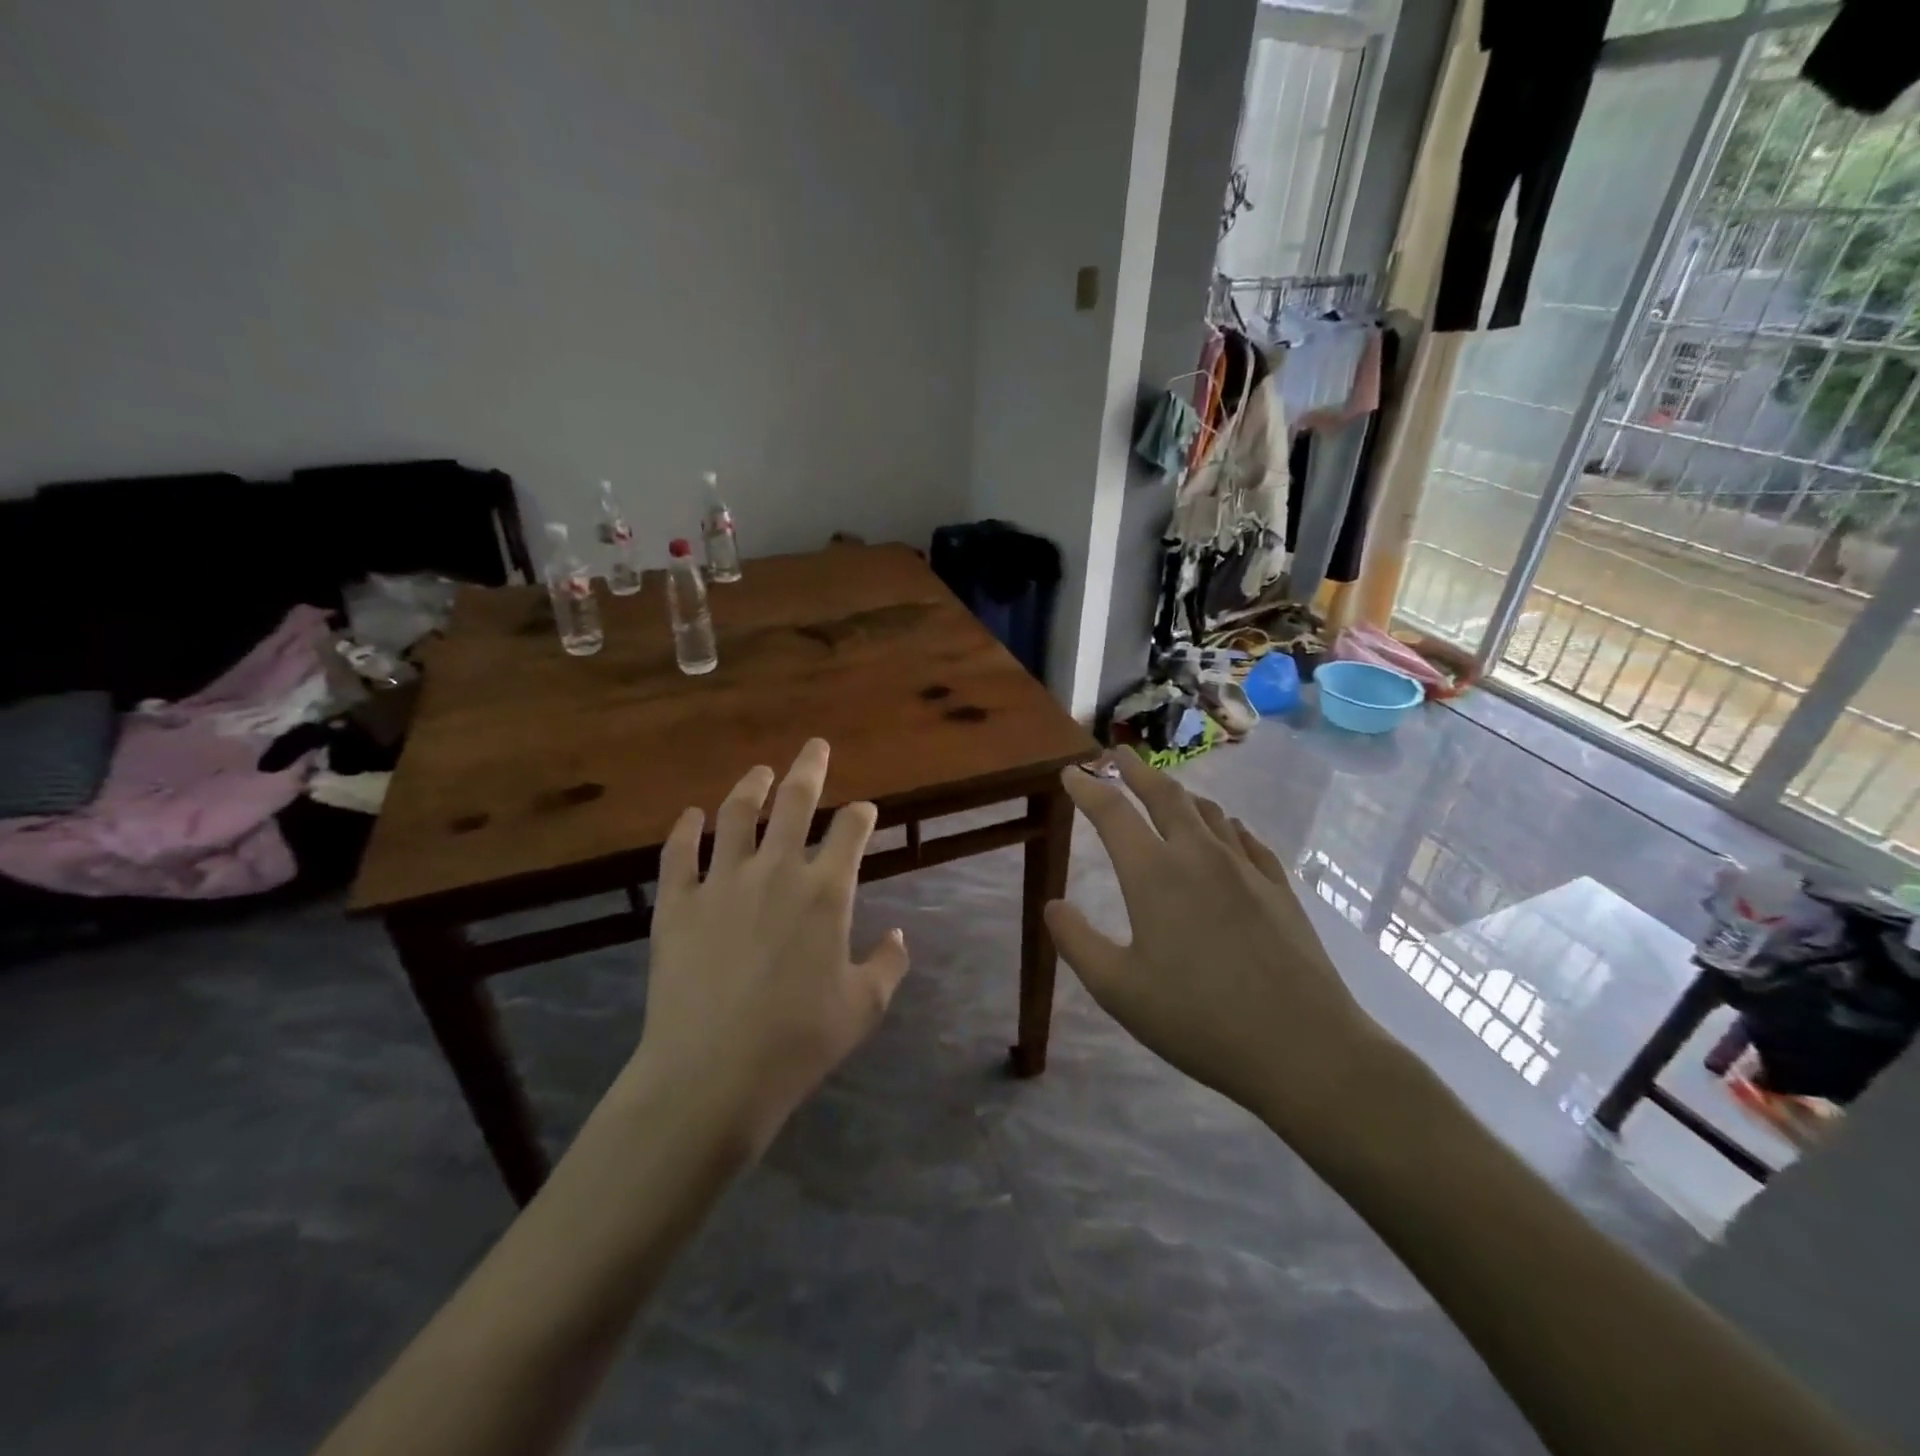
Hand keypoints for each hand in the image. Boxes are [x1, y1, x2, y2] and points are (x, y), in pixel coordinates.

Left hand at [625, 739, 909, 1154]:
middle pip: (794, 803)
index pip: (849, 832)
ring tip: (760, 771)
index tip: (864, 810)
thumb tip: (898, 934)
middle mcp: (775, 872)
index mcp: (825, 892)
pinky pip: (678, 855)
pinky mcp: (677, 904)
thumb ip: (888, 964)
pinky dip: (683, 831)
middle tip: (815, 746)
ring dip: (751, 787)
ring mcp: (721, 883)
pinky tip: (690, 816)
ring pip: (736, 816)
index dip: (861, 815)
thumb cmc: (798, 1042)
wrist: (712, 1075)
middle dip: (809, 769)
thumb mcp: (863, 1007)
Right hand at [1045, 751, 1389, 1139]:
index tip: (1071, 772)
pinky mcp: (1279, 888)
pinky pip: (1246, 839)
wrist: (1304, 1047)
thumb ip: (1077, 942)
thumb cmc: (1198, 1019)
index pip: (1112, 813)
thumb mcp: (1118, 990)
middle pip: (1164, 795)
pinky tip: (1228, 832)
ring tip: (1165, 790)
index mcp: (1154, 875)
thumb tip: (1052, 905)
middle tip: (1116, 753)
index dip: (1087, 788)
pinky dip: (1225, 825)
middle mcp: (1199, 856)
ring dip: (1180, 794)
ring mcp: (1246, 868)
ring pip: (1208, 812)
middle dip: (1135, 770)